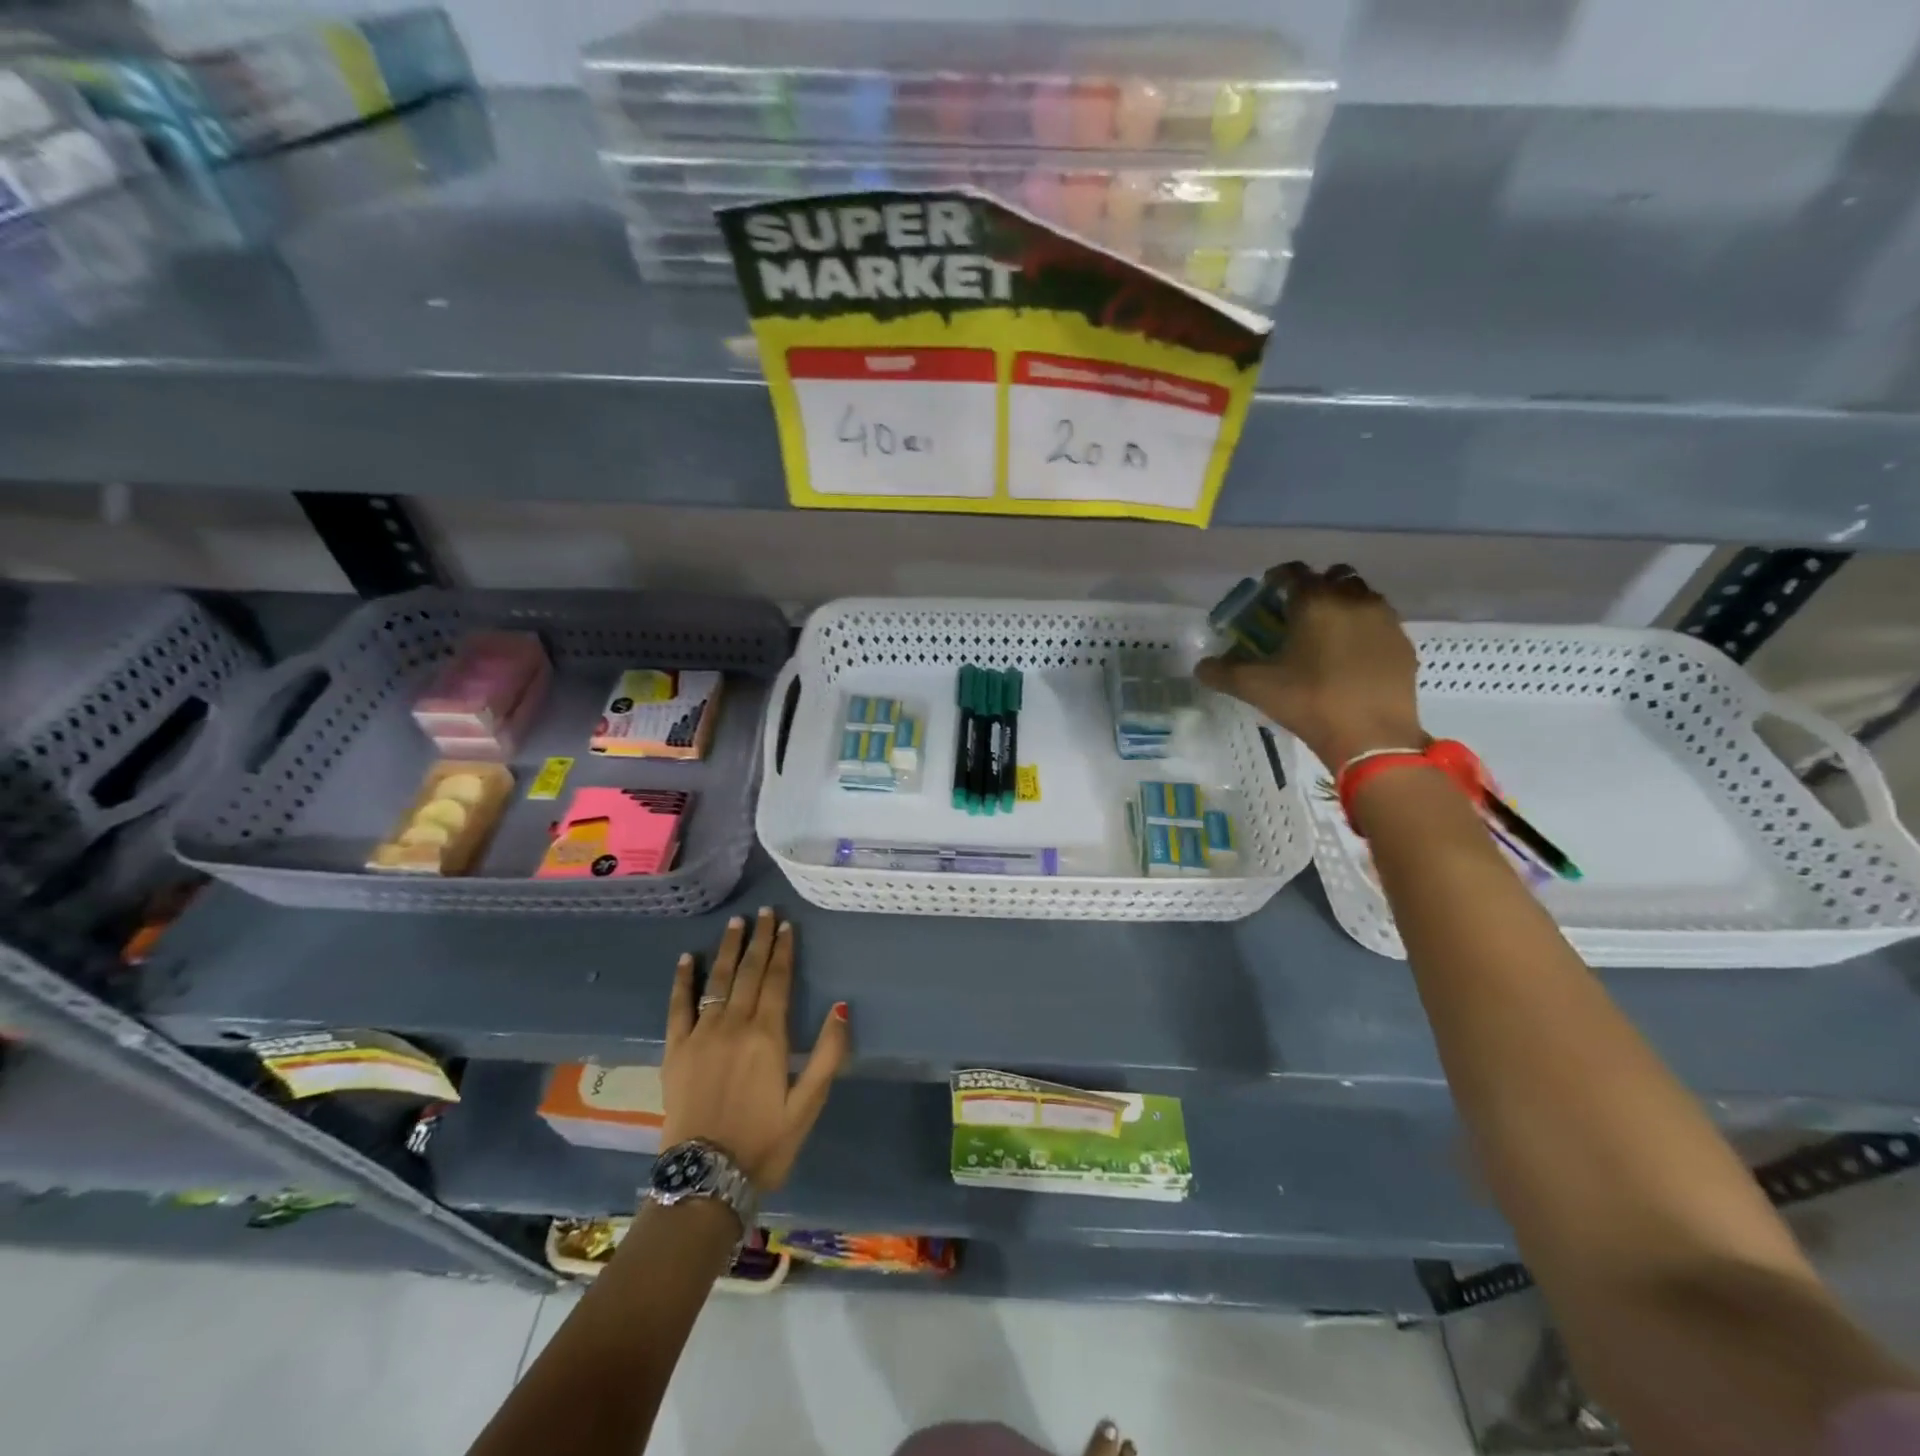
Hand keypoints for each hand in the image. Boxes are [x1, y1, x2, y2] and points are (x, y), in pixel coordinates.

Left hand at [662, 907, 849, 1190]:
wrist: (705, 1179)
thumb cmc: (764, 1142)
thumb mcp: (808, 1104)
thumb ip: (827, 1054)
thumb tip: (842, 1007)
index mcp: (767, 1035)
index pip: (777, 980)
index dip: (783, 950)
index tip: (786, 925)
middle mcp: (734, 1025)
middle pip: (749, 972)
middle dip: (758, 940)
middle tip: (764, 912)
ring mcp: (701, 1035)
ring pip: (717, 981)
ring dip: (727, 949)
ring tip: (735, 923)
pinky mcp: (676, 1051)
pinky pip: (678, 1007)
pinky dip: (683, 980)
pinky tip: (687, 959)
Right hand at [1197, 561, 1423, 769]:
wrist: (1372, 736)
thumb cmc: (1309, 701)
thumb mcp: (1256, 688)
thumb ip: (1223, 672)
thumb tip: (1201, 666)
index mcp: (1314, 602)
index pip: (1294, 572)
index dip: (1277, 578)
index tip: (1267, 593)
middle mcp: (1352, 600)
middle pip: (1334, 577)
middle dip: (1315, 587)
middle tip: (1298, 613)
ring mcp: (1384, 620)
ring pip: (1362, 596)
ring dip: (1343, 605)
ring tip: (1327, 634)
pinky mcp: (1403, 643)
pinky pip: (1380, 623)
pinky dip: (1364, 629)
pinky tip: (1352, 657)